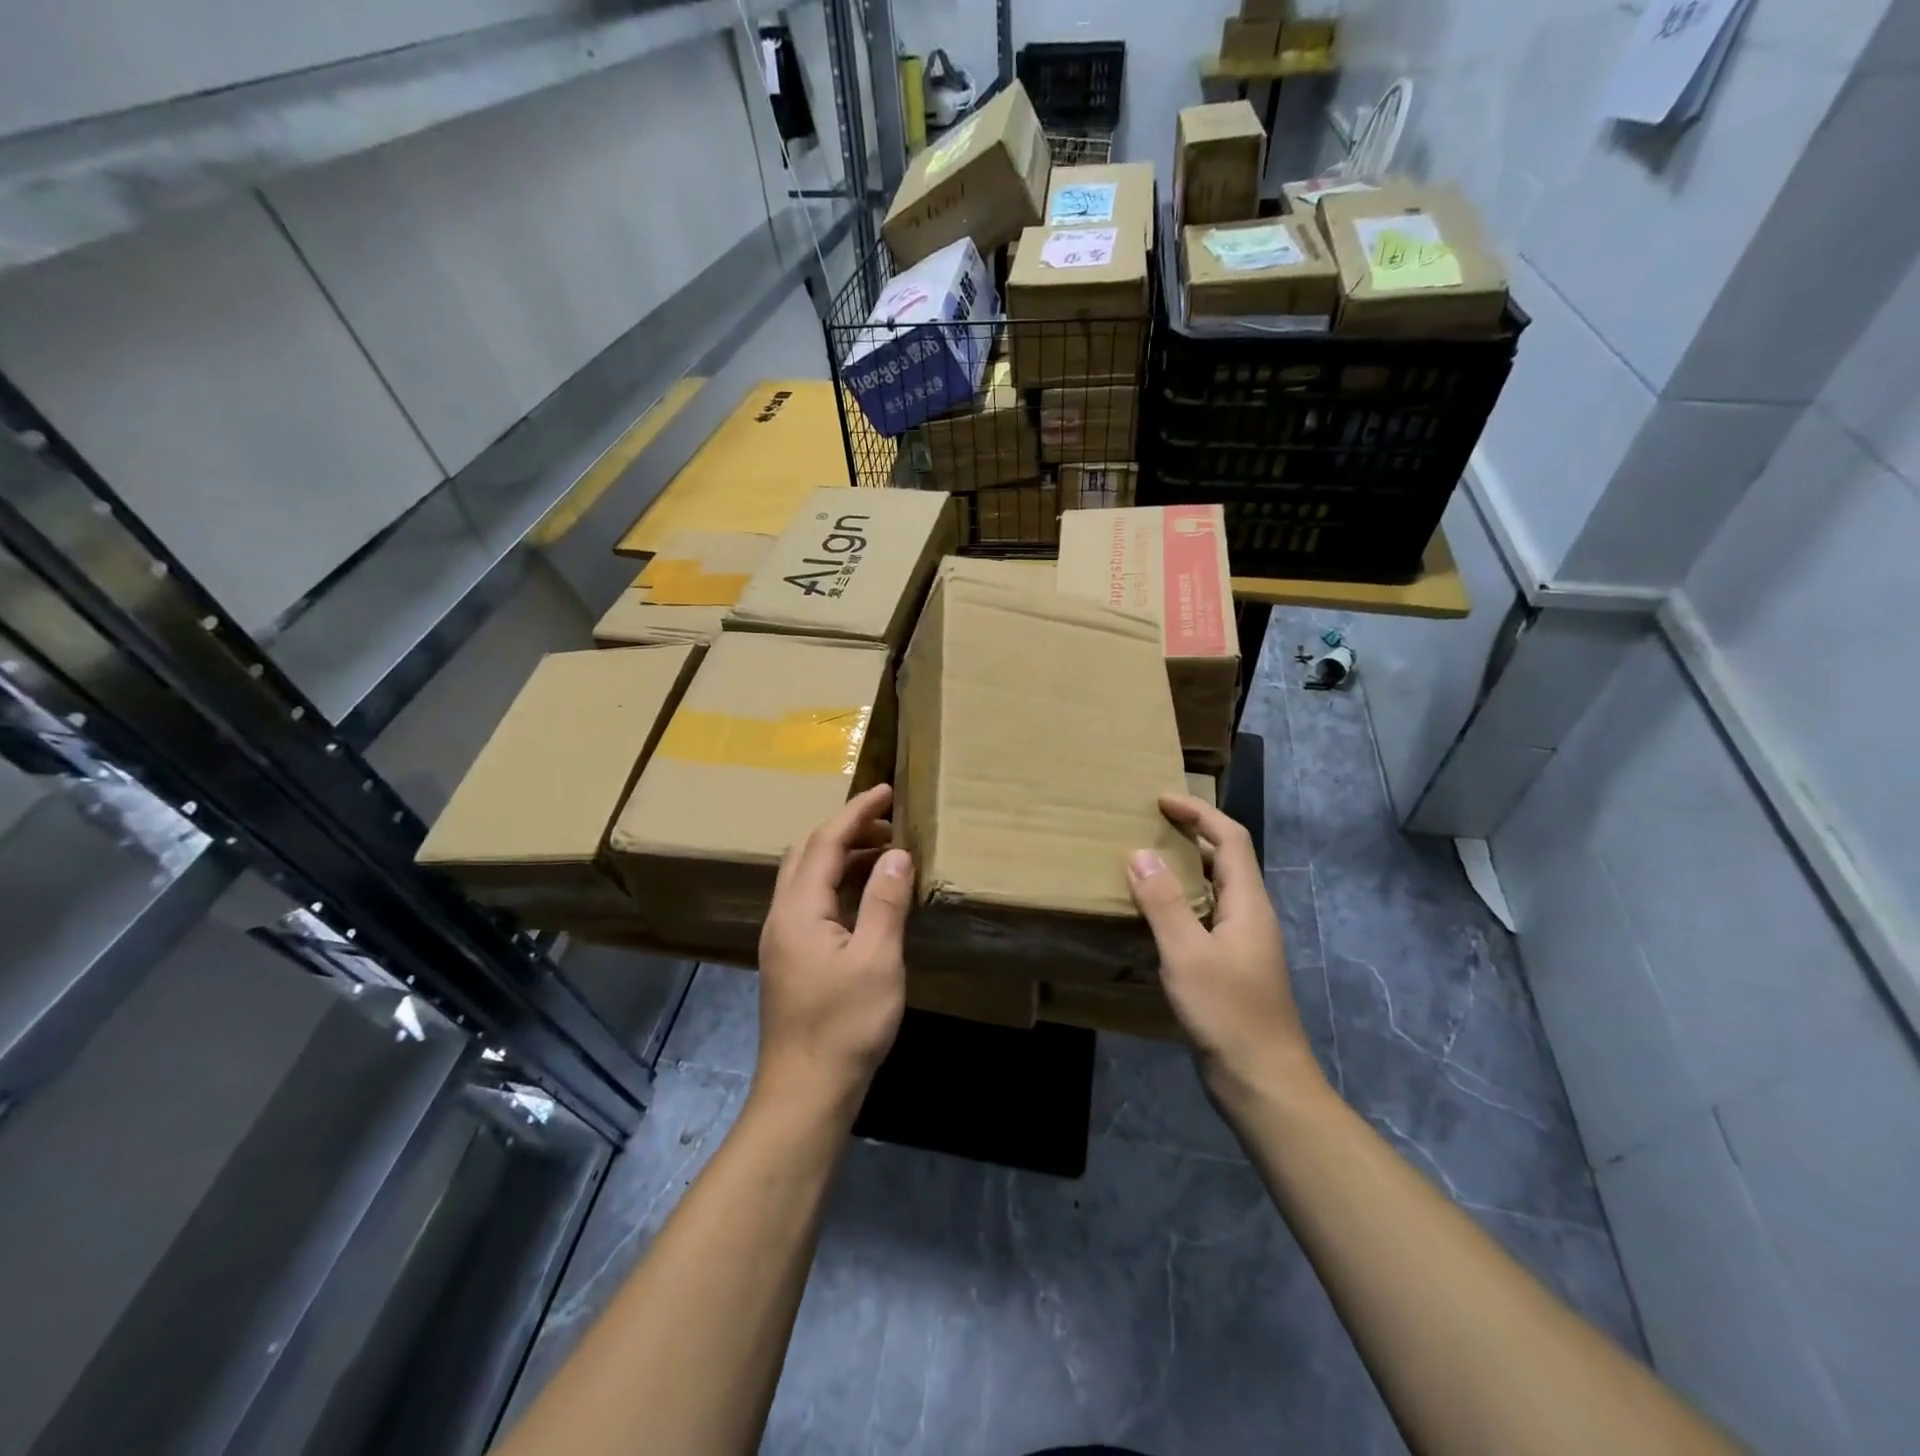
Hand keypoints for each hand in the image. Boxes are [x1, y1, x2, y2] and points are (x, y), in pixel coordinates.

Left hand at [756, 783, 912, 1113]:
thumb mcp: (877, 961)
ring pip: (807, 876)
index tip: (887, 790)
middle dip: (847, 828)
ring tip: (885, 851)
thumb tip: (897, 852)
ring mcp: (782, 938)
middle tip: (889, 821)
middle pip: (808, 852)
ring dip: (842, 855)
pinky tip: (866, 896)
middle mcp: (782, 915)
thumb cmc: (845, 1025)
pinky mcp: (790, 957)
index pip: (826, 841)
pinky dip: (839, 882)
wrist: (806, 1091)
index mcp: (798, 910)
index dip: (856, 811)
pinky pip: (811, 900)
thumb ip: (886, 901)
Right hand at [1127, 795, 1324, 1103]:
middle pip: (1225, 859)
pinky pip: (1205, 917)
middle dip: (1191, 834)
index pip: (1230, 838)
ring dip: (1184, 868)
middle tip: (1148, 825)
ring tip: (1144, 862)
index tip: (1160, 800)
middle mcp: (1250, 915)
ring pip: (1214, 889)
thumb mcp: (1187, 954)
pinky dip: (1180, 902)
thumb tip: (1140, 853)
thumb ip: (1163, 902)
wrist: (1264, 1083)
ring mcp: (1243, 943)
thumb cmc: (1228, 1013)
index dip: (1198, 812)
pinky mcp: (1231, 967)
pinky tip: (1153, 916)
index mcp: (1248, 903)